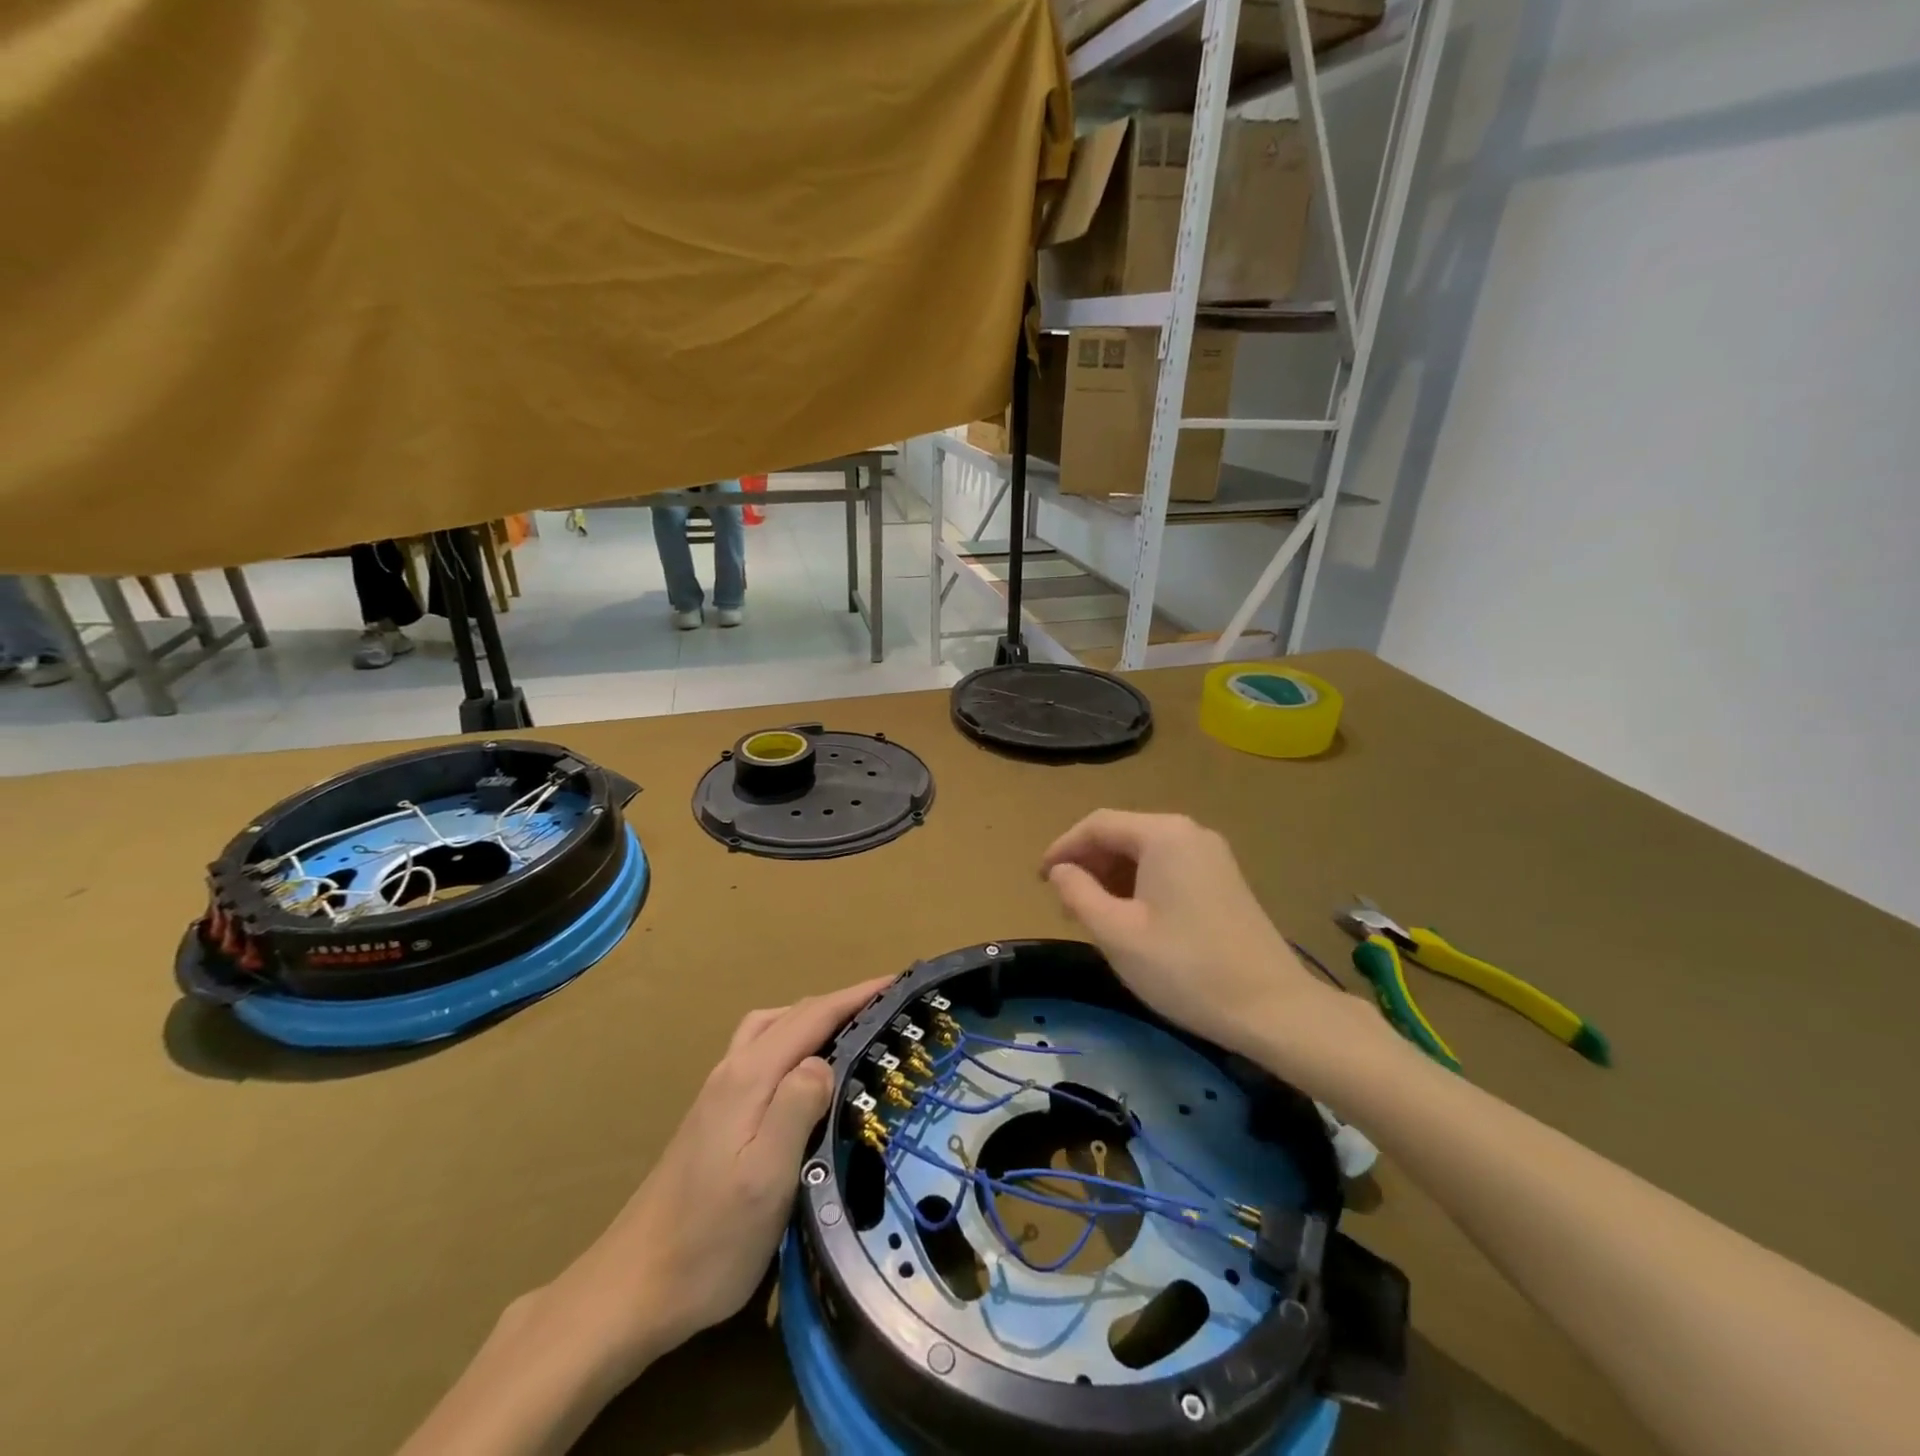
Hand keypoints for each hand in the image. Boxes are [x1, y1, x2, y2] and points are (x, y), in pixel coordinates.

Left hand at [540, 976, 890, 1374]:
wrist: (631, 1289)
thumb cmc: (709, 1240)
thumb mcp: (766, 1178)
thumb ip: (796, 1108)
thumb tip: (824, 1060)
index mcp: (748, 1077)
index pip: (810, 1017)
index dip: (854, 996)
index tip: (896, 982)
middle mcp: (731, 1071)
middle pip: (790, 1015)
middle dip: (838, 1003)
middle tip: (883, 1009)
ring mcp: (717, 1093)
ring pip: (769, 1030)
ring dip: (811, 1019)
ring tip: (848, 1033)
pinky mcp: (712, 1116)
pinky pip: (760, 1053)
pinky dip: (792, 1041)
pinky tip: (804, 1074)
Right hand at [1041, 810, 1371, 1074]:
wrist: (1272, 1009)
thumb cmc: (1185, 969)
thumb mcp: (1116, 933)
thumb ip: (1078, 893)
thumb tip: (1060, 871)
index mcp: (1163, 834)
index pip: (1098, 825)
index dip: (1062, 848)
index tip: (1040, 880)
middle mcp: (1190, 832)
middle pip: (1123, 834)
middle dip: (1088, 863)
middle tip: (1064, 903)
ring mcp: (1212, 855)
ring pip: (1146, 852)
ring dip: (1112, 876)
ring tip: (1092, 914)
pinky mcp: (1224, 879)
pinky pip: (1168, 867)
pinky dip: (1139, 884)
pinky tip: (1131, 918)